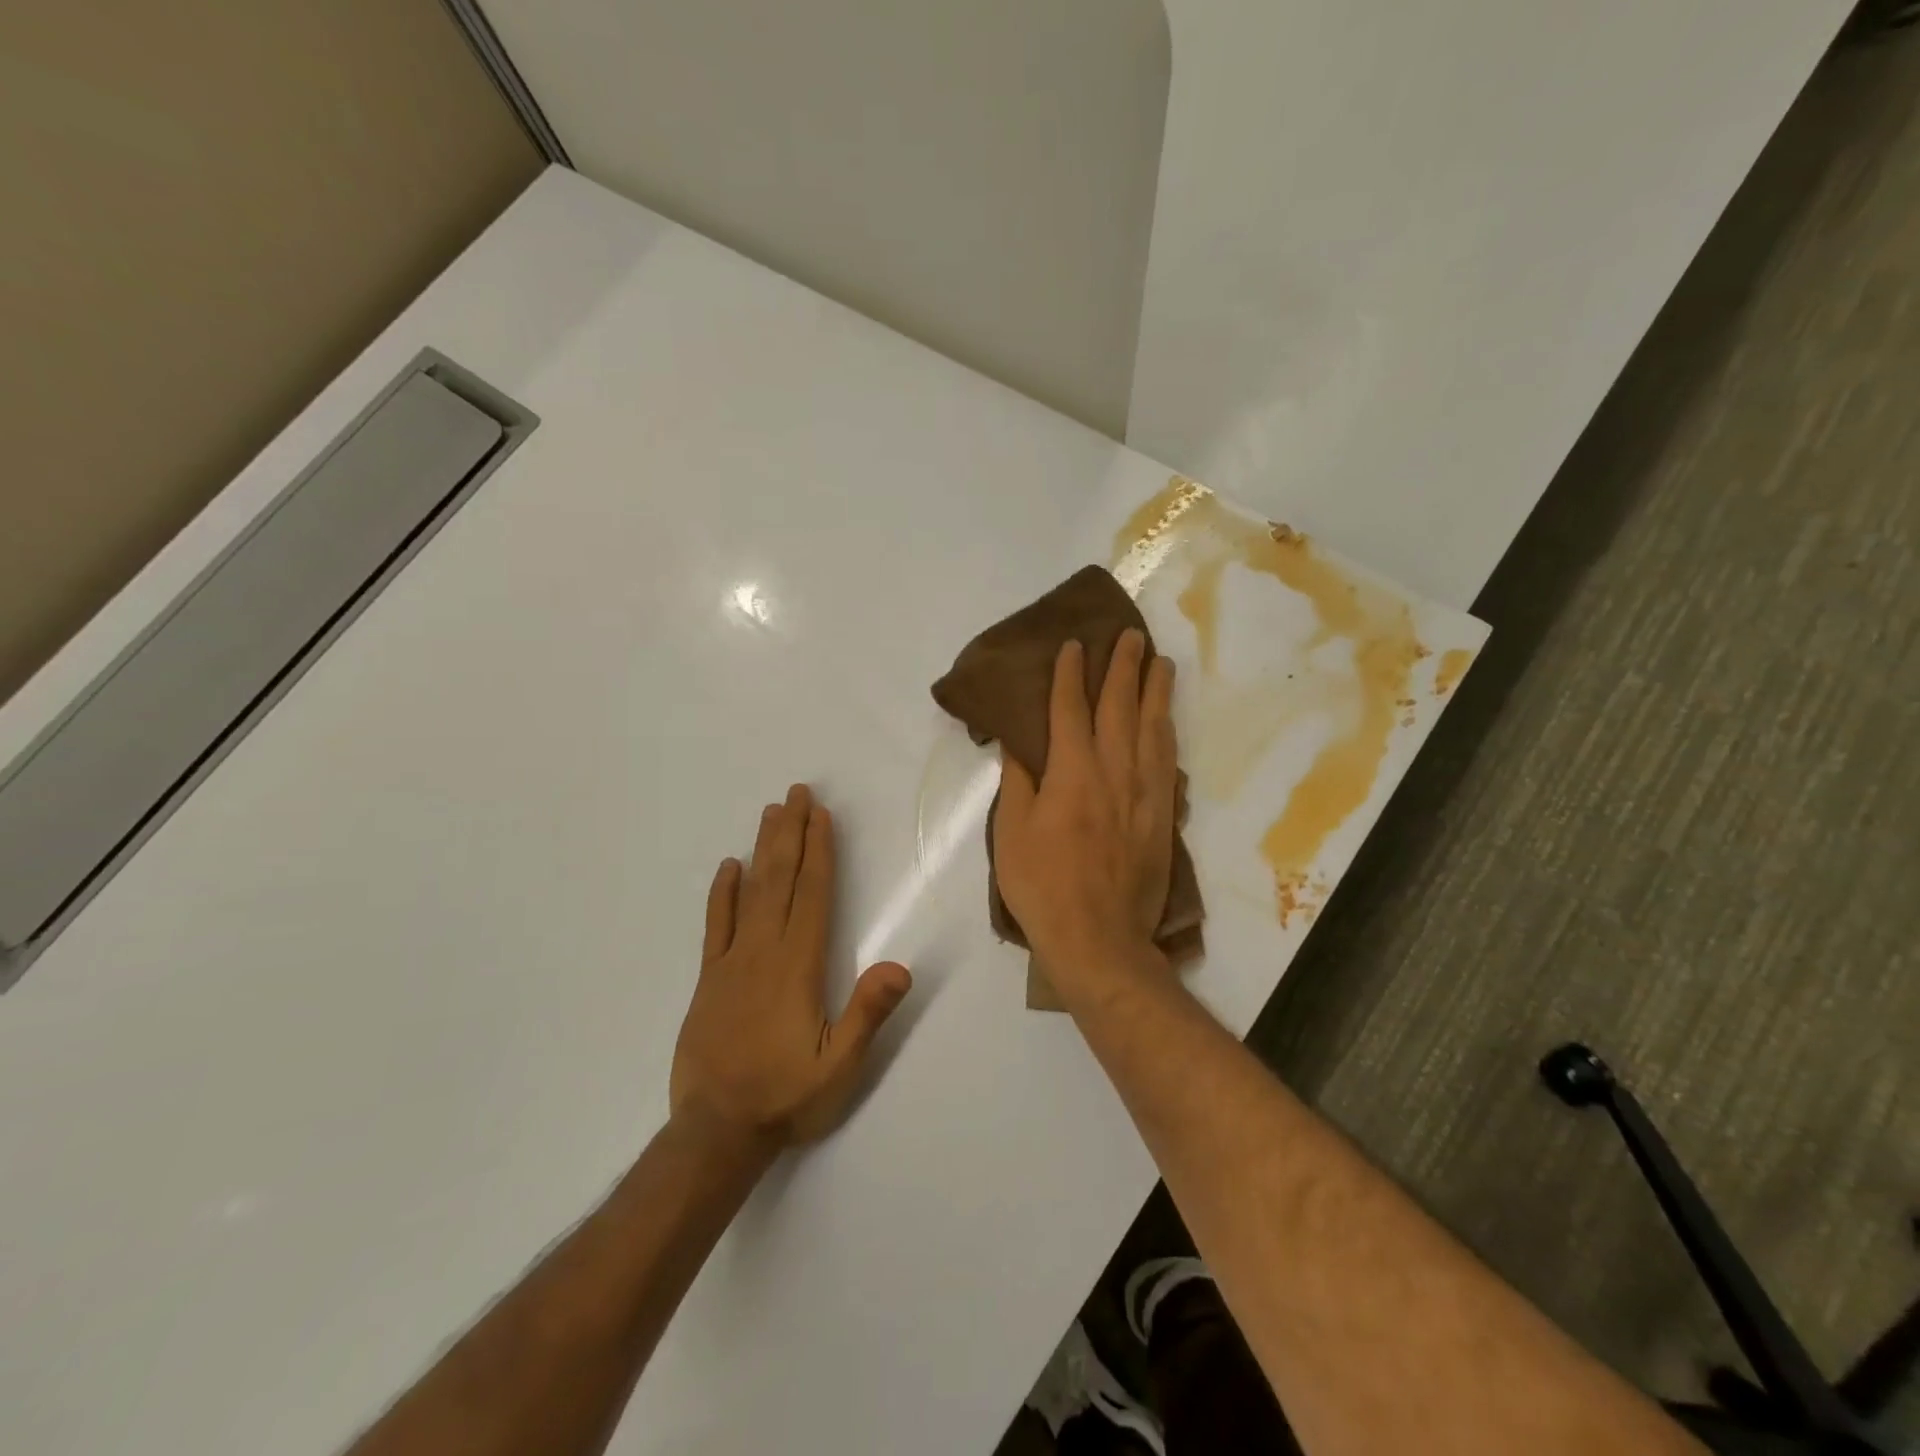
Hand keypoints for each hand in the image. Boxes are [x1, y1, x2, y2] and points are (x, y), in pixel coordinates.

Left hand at [670, 784, 911, 1146]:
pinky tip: (728, 867)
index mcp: (799, 965)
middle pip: (781, 879)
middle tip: (797, 793)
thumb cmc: (786, 1096)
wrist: (716, 1132)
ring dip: (763, 849)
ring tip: (771, 812)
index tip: (821, 815)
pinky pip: (716, 925)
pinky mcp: (710, 979)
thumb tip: (900, 965)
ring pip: (750, 892)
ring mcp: (732, 962)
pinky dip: (722, 893)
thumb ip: (868, 1014)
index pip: (813, 894)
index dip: (820, 852)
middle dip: (792, 833)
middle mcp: (765, 951)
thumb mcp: (840, 1066)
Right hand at [993, 631, 1178, 974]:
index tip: (1073, 645)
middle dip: (1123, 667)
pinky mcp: (1163, 815)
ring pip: (1152, 728)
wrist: (1099, 938)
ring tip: (1160, 662)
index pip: (1069, 710)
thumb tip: (1019, 744)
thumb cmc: (1042, 886)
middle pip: (1120, 707)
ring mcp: (1144, 792)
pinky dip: (1167, 733)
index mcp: (1071, 773)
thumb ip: (1018, 783)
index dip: (1069, 674)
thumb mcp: (1011, 833)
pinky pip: (1168, 761)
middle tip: (1131, 635)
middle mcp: (1113, 772)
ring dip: (1155, 691)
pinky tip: (1167, 721)